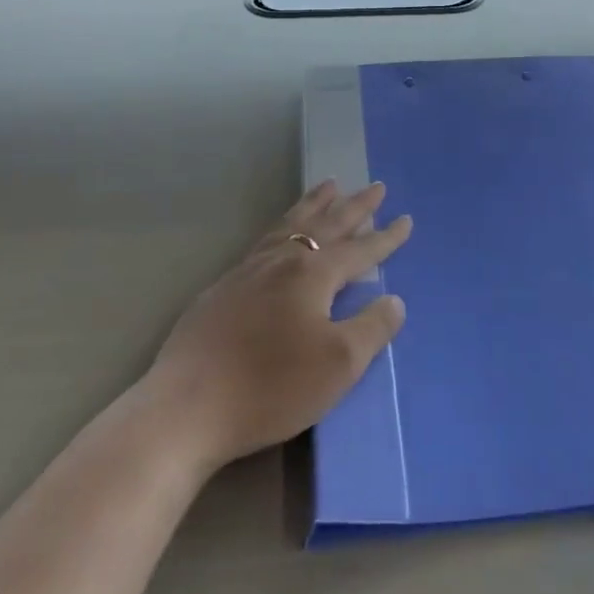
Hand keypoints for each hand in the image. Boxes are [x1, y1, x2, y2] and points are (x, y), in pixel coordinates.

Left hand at [141, 182, 410, 474]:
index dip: (385, 238)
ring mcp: (248, 270)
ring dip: (314, 204)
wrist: (188, 406)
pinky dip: (283, 225)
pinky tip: (280, 234)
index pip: (359, 250)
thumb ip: (372, 328)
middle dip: (354, 206)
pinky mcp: (223, 287)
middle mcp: (282, 260)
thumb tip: (394, 300)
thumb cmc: (271, 386)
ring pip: (289, 224)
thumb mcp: (338, 365)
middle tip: (375, 187)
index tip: (406, 219)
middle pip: (325, 224)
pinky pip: (264, 239)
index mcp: (312, 274)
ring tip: (328, 187)